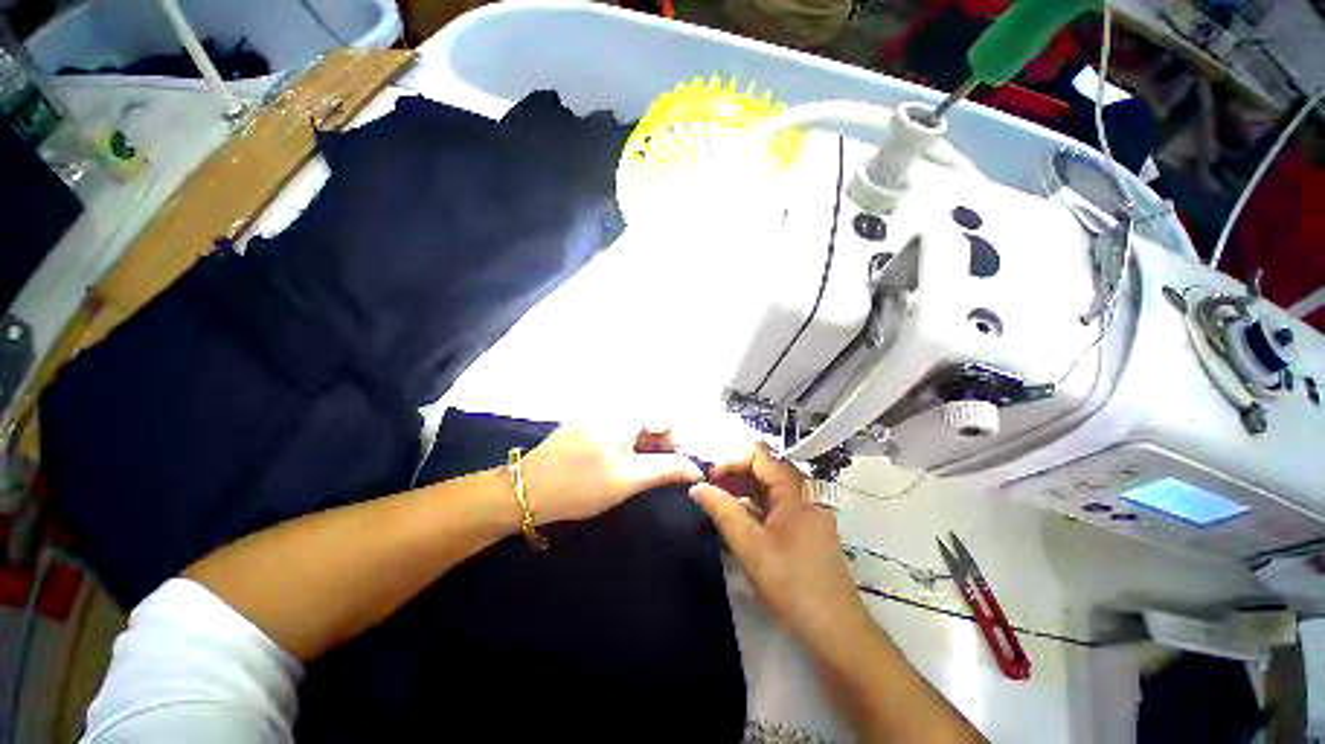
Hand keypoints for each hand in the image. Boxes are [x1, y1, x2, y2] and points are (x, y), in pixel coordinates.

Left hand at [522, 427, 704, 523]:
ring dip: (644, 451)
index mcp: (624, 414)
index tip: (677, 470)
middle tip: (659, 477)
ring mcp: (595, 418)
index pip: (666, 420)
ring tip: (641, 476)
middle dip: (661, 448)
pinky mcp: (584, 430)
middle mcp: (611, 409)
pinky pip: (616, 435)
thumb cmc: (581, 484)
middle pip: (649, 423)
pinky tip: (620, 470)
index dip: (677, 444)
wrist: (525, 491)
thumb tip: (696, 468)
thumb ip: (666, 469)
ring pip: (633, 431)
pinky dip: (626, 450)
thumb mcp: (629, 479)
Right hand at [690, 444, 871, 645]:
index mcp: (795, 488)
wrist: (836, 631)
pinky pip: (776, 504)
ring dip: (742, 491)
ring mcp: (807, 508)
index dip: (730, 460)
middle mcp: (804, 491)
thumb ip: (722, 510)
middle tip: (710, 493)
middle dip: (733, 475)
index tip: (709, 480)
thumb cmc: (792, 582)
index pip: (758, 454)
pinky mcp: (806, 526)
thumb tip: (696, 487)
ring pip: (768, 487)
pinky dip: (754, 507)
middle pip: (763, 467)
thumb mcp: (750, 545)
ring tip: (718, 507)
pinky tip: (738, 523)